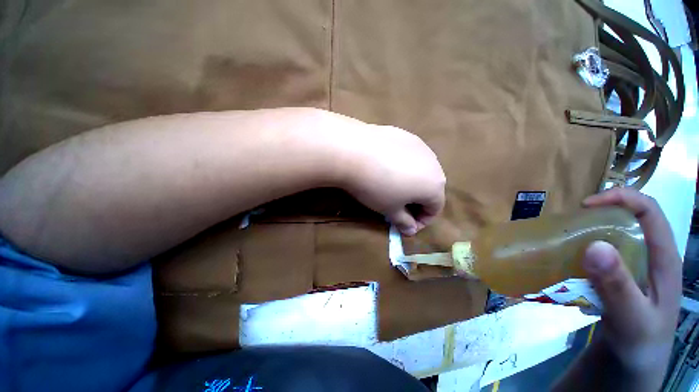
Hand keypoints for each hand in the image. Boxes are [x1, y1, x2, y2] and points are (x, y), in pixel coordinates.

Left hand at [328, 116, 445, 235]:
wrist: (355, 152)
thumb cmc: (376, 187)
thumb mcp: (390, 210)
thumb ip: (404, 222)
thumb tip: (411, 230)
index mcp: (435, 185)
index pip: (435, 208)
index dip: (422, 221)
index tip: (407, 225)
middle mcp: (433, 163)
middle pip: (430, 188)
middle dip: (417, 202)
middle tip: (399, 208)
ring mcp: (419, 145)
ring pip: (420, 170)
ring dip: (411, 183)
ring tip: (392, 187)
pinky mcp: (404, 135)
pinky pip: (408, 155)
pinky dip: (402, 166)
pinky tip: (385, 167)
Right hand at [581, 188, 680, 386]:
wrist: (634, 361)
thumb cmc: (640, 341)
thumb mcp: (631, 318)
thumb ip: (617, 286)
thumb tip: (594, 246)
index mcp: (664, 258)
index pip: (649, 211)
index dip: (621, 198)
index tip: (586, 206)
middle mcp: (651, 255)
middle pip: (632, 218)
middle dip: (602, 213)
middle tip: (571, 223)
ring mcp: (636, 265)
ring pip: (617, 235)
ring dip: (591, 231)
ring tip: (566, 239)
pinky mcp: (621, 275)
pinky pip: (604, 252)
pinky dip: (586, 248)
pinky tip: (572, 259)